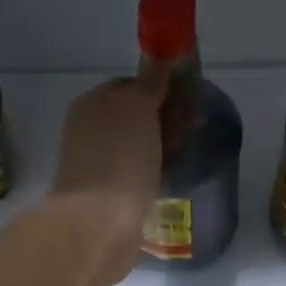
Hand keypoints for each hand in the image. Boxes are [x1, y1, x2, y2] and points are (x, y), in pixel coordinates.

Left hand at [45, 65, 169, 285]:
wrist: (99, 225)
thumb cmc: (120, 159)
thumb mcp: (137, 106)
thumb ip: (150, 82)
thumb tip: (160, 61)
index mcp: (92, 104)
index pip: (132, 85)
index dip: (162, 89)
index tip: (190, 99)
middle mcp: (90, 132)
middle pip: (136, 117)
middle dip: (165, 120)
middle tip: (195, 129)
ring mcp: (98, 166)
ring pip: (139, 147)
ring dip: (162, 148)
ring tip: (187, 155)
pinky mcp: (110, 197)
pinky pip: (138, 175)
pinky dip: (155, 174)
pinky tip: (171, 179)